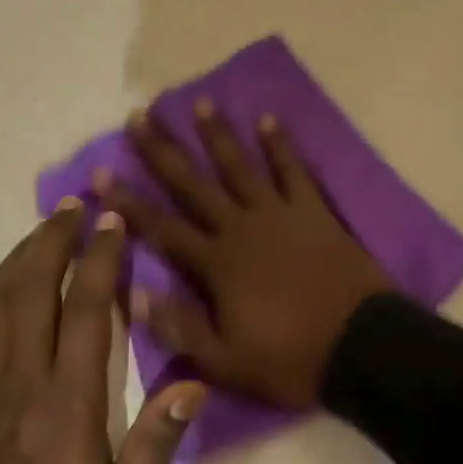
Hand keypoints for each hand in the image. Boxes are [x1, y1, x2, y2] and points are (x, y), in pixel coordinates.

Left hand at [0, 202, 203, 463]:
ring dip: (19, 257)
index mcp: (70, 399)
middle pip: (36, 289)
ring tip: (44, 227)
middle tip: (76, 206)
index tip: (113, 222)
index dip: (101, 259)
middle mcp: (24, 378)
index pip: (88, 310)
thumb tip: (194, 383)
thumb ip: (156, 443)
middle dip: (56, 239)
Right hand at [93, 100, 393, 407]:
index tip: (100, 171)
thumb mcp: (226, 361)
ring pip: (241, 166)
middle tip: (140, 116)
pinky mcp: (314, 212)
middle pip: (194, 183)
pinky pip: (294, 171)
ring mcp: (280, 215)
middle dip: (164, 150)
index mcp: (217, 265)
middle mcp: (242, 228)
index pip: (162, 227)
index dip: (129, 200)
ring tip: (199, 102)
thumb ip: (179, 327)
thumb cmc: (291, 359)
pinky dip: (281, 145)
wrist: (362, 347)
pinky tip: (268, 120)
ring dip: (218, 135)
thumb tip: (132, 293)